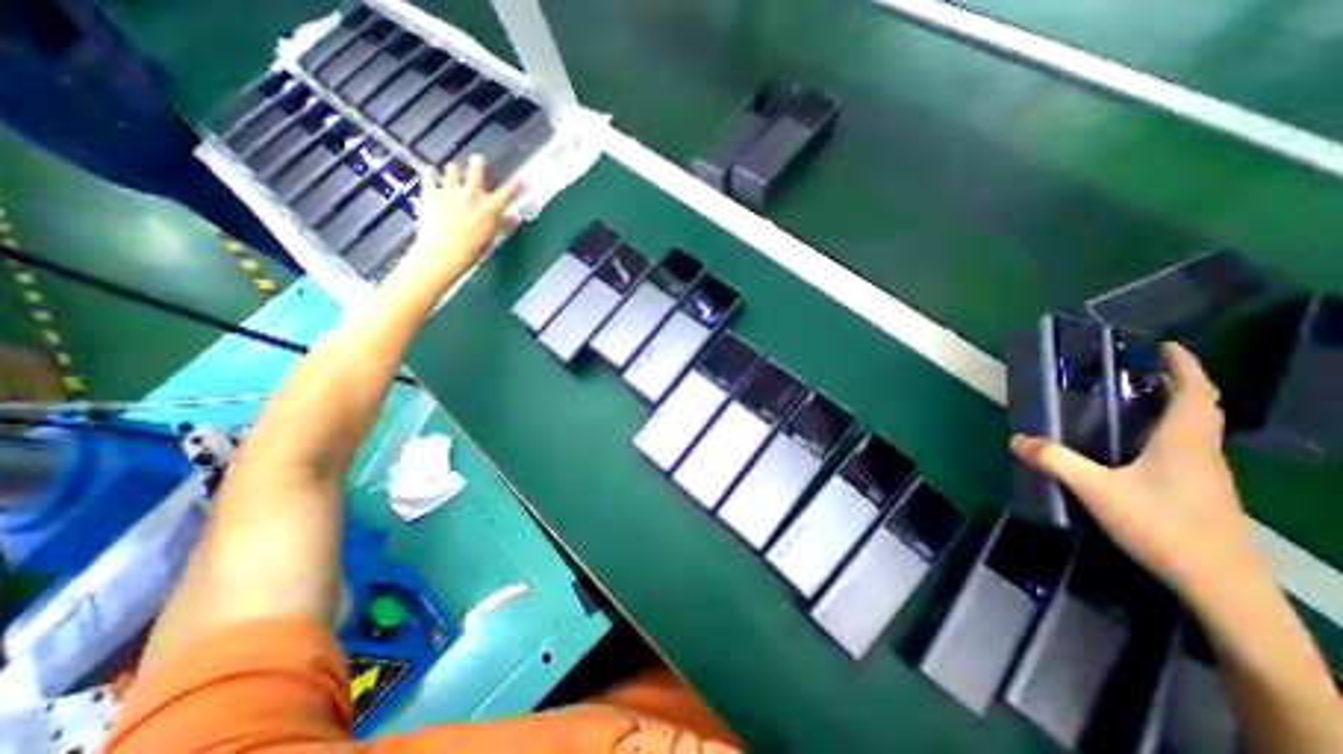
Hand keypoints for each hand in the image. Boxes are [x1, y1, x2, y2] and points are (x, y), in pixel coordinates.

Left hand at [401, 152, 519, 277]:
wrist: (442, 253)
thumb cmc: (472, 250)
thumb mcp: (491, 238)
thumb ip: (502, 224)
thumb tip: (513, 217)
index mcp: (490, 208)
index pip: (509, 193)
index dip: (518, 185)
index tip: (524, 178)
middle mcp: (472, 194)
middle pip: (477, 169)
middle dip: (478, 164)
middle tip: (478, 161)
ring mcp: (450, 191)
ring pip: (452, 168)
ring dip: (454, 170)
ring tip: (454, 173)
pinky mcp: (431, 193)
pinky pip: (428, 177)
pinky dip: (430, 176)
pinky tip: (430, 178)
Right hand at [1020, 342, 1259, 595]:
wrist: (1222, 585)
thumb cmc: (1163, 527)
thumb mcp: (1097, 490)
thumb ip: (1056, 461)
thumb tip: (1017, 438)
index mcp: (1184, 443)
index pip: (1194, 394)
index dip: (1185, 367)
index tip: (1168, 346)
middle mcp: (1202, 453)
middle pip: (1201, 409)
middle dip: (1181, 384)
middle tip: (1147, 370)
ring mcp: (1206, 476)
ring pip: (1197, 431)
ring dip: (1176, 409)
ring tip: (1139, 401)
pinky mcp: (1202, 494)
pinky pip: (1188, 450)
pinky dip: (1170, 434)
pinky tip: (1140, 447)